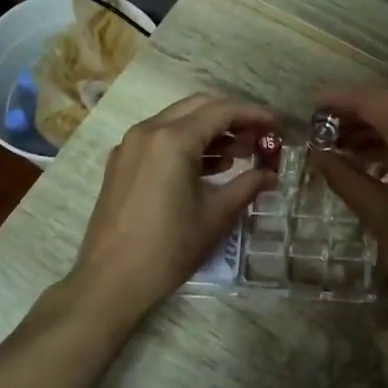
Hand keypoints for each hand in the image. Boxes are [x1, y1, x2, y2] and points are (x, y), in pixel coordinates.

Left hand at [68, 94, 275, 325]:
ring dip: (210, 130)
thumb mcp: (216, 215)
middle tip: (259, 137)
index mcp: (173, 139)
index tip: (277, 125)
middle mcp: (148, 130)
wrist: (111, 281)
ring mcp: (130, 145)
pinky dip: (187, 143)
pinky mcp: (121, 162)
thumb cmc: (169, 247)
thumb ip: (247, 185)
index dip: (254, 115)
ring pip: (178, 120)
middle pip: (199, 106)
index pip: (222, 111)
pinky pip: (160, 138)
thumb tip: (271, 174)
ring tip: (240, 154)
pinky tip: (208, 166)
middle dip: (232, 117)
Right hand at [308, 85, 387, 314]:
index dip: (338, 100)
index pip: (370, 100)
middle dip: (356, 114)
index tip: (311, 108)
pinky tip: (376, 160)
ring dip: (377, 127)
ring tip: (344, 149)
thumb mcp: (373, 210)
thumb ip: (341, 174)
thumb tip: (317, 154)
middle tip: (323, 131)